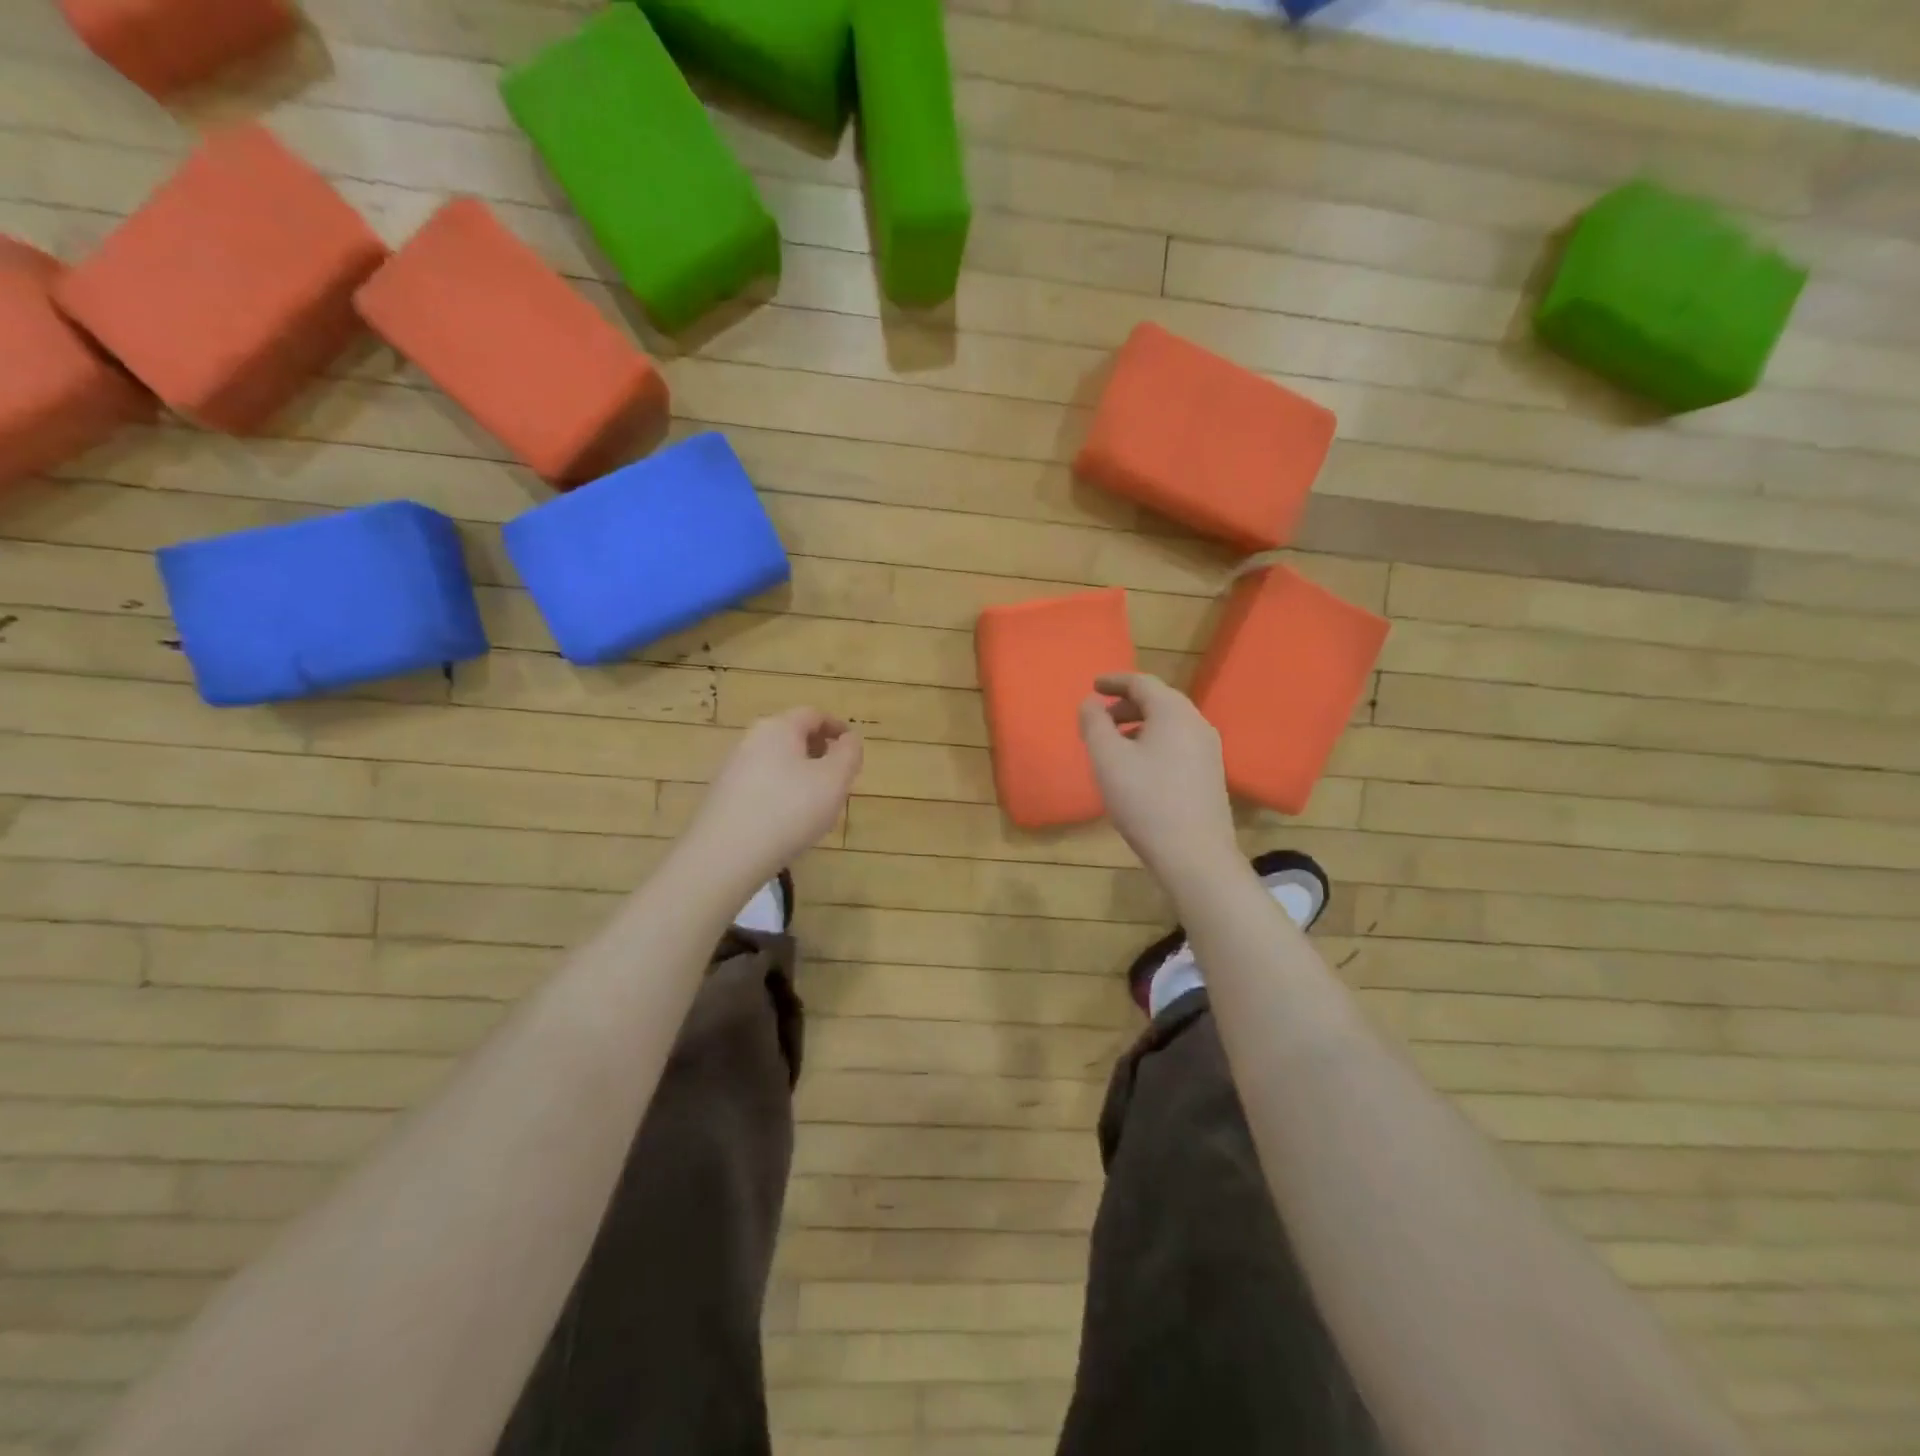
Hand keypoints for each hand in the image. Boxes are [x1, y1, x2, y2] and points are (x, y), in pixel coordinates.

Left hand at [687, 708, 863, 885]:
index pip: (813, 714)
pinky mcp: (722, 797)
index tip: (852, 746)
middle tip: (838, 776)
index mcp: (779, 728)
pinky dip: (779, 792)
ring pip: (775, 761)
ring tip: (816, 802)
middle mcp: (751, 740)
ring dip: (799, 773)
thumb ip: (849, 754)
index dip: (836, 727)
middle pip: (791, 736)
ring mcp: (732, 769)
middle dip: (818, 751)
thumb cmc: (788, 811)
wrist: (724, 856)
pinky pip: (760, 784)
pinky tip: (787, 820)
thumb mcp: (834, 781)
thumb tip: (849, 739)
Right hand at [1079, 673, 1237, 888]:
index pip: (1142, 682)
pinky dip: (1154, 742)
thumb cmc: (1146, 801)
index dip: (1114, 681)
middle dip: (1126, 705)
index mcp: (1174, 712)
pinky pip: (1178, 743)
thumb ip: (1094, 724)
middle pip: (1159, 701)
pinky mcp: (1210, 774)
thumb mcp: (1108, 759)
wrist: (1195, 855)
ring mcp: (1209, 750)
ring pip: (1169, 724)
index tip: (1092, 686)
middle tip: (1099, 719)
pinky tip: (1138, 767)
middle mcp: (1197, 724)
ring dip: (1139, 725)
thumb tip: (1091, 702)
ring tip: (1114, 743)